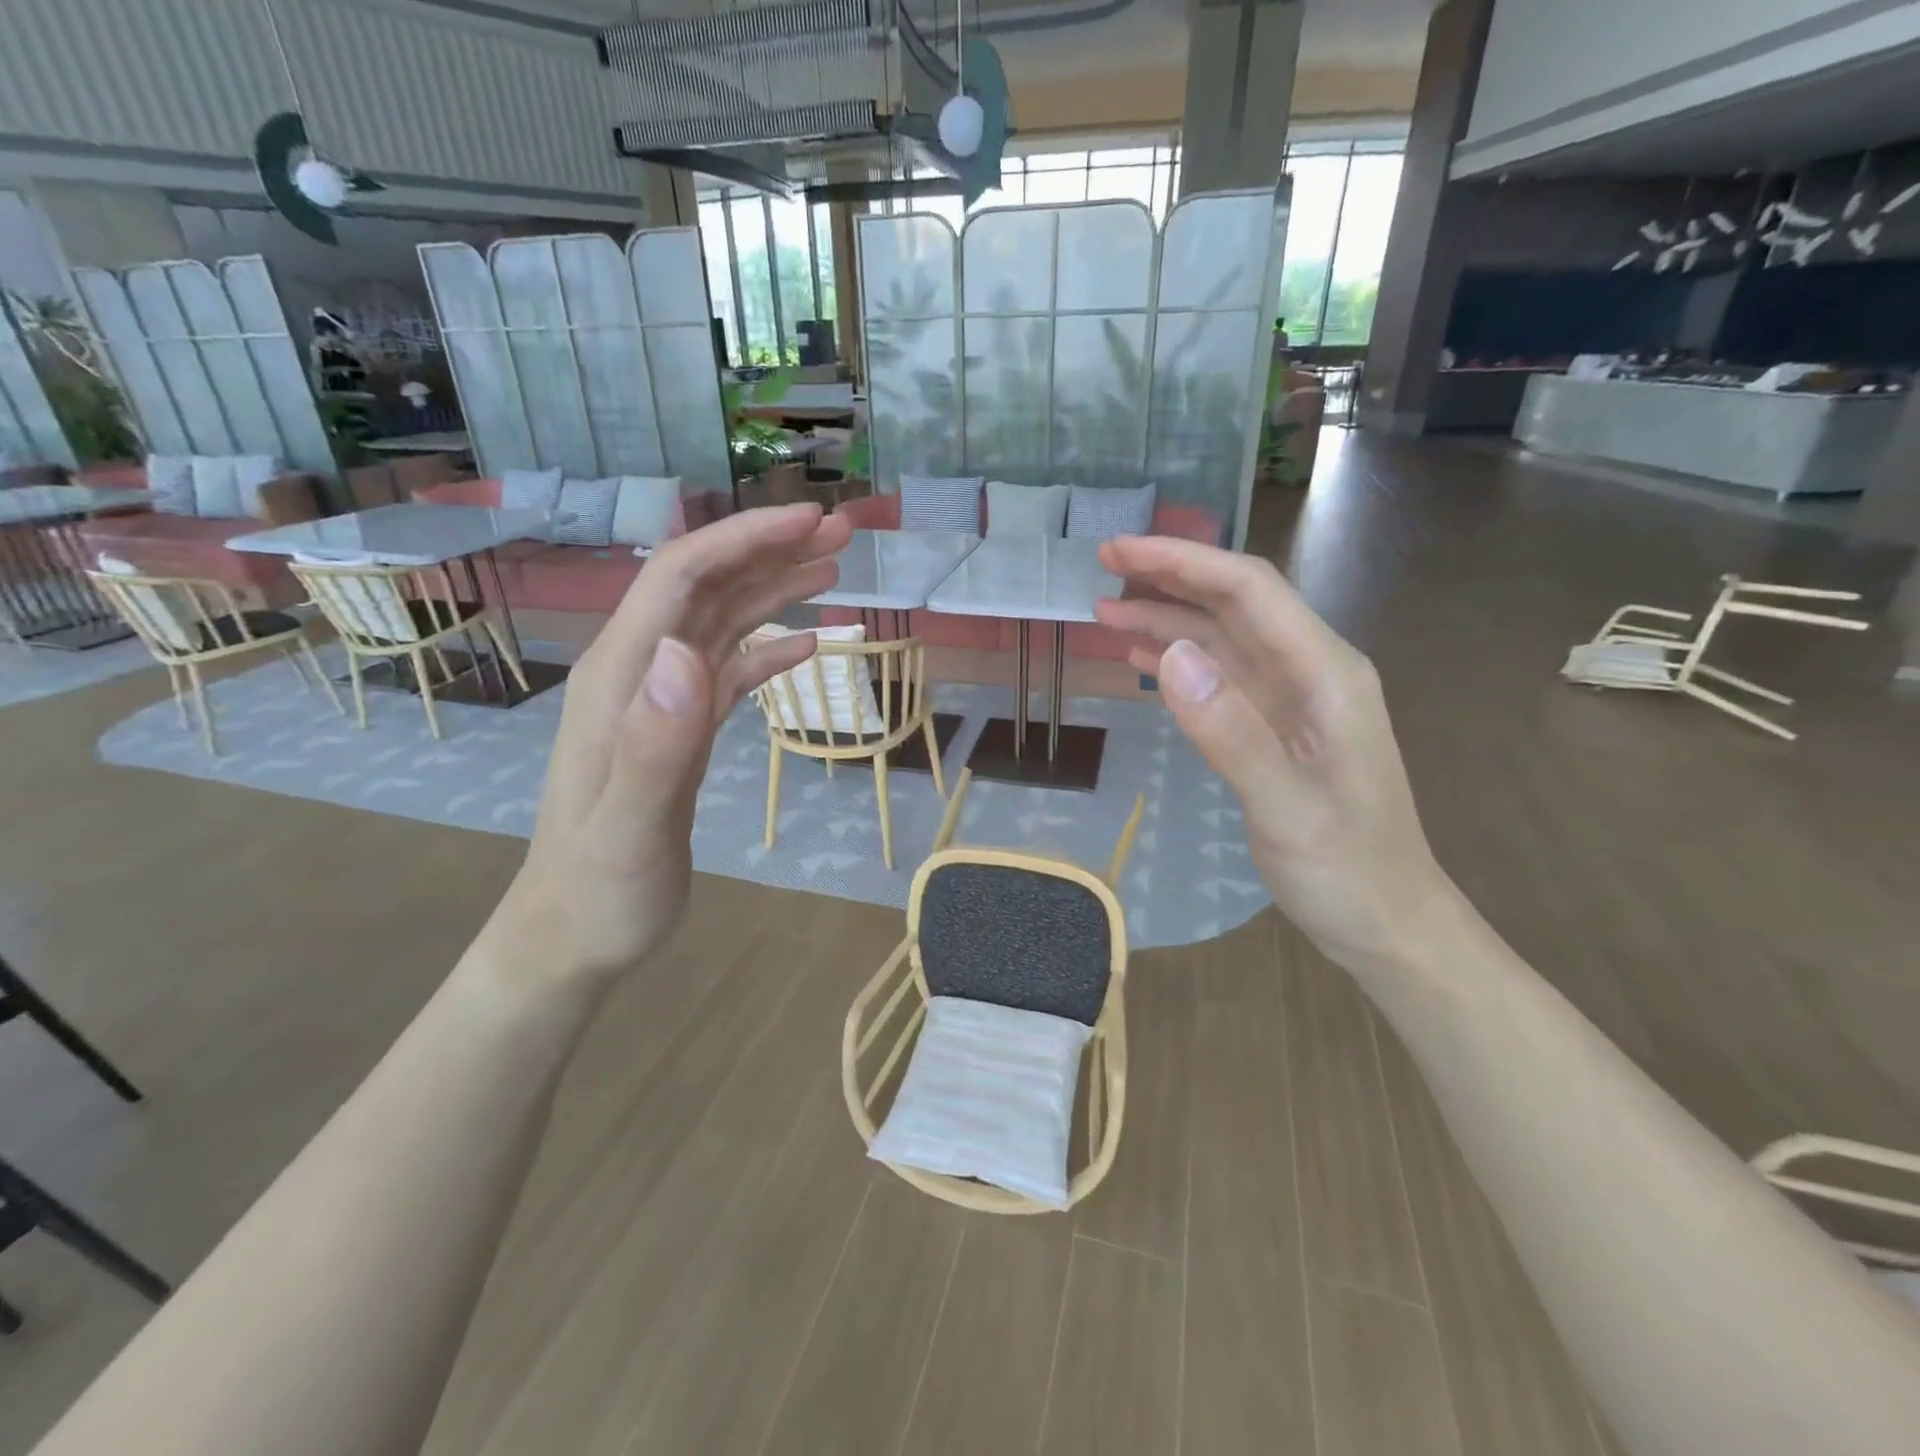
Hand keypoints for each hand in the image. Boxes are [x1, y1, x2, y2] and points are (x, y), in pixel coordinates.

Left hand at [488, 504, 850, 989]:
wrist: (574, 935)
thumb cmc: (600, 890)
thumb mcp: (627, 827)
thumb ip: (654, 742)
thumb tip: (686, 652)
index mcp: (622, 677)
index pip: (681, 577)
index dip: (746, 540)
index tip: (812, 521)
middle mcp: (640, 673)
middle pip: (706, 586)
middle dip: (770, 550)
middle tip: (842, 533)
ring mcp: (660, 701)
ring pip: (721, 622)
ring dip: (774, 590)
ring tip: (834, 570)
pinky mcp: (680, 730)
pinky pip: (728, 671)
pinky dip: (769, 650)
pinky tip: (807, 646)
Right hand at [1094, 536, 1453, 971]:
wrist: (1389, 924)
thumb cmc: (1347, 872)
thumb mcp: (1288, 809)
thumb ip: (1232, 732)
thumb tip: (1172, 654)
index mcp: (1325, 674)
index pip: (1249, 591)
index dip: (1183, 563)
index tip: (1120, 552)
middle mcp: (1310, 672)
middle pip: (1234, 604)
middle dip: (1169, 578)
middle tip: (1101, 566)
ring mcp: (1292, 700)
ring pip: (1222, 639)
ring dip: (1166, 619)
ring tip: (1104, 611)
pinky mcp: (1274, 727)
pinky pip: (1221, 679)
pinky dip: (1178, 662)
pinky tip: (1141, 659)